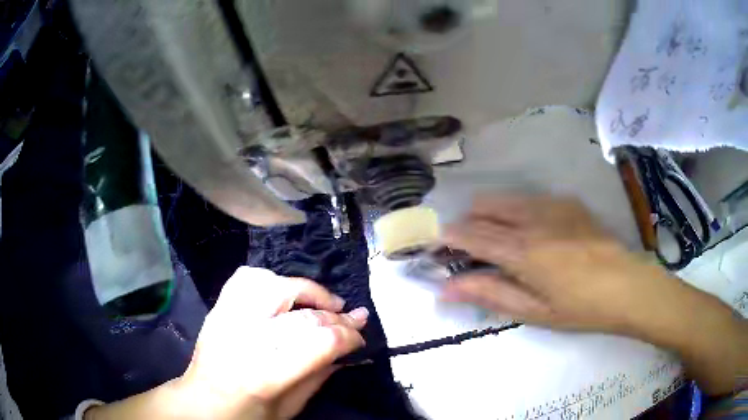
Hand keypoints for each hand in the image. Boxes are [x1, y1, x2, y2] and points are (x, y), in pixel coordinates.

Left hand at [84, 268, 367, 419]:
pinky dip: (271, 279)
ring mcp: (228, 318)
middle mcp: (245, 339)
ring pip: (275, 285)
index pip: (320, 342)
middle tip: (354, 318)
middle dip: (336, 316)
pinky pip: (246, 278)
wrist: (201, 403)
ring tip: (324, 303)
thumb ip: (319, 376)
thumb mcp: (289, 409)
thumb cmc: (246, 415)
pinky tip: (285, 292)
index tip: (360, 337)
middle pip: (303, 315)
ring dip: (307, 291)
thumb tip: (346, 346)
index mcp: (264, 375)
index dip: (348, 336)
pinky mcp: (219, 308)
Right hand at [441, 194, 682, 334]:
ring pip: (505, 198)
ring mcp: (552, 204)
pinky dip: (517, 212)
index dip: (449, 237)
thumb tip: (446, 288)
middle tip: (469, 248)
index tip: (436, 243)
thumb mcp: (533, 311)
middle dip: (468, 223)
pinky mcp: (567, 201)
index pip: (472, 234)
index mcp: (522, 250)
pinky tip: (533, 233)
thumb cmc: (579, 307)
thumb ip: (489, 294)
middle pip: (484, 206)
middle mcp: (533, 218)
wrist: (626, 285)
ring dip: (491, 215)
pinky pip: (530, 199)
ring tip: (498, 240)